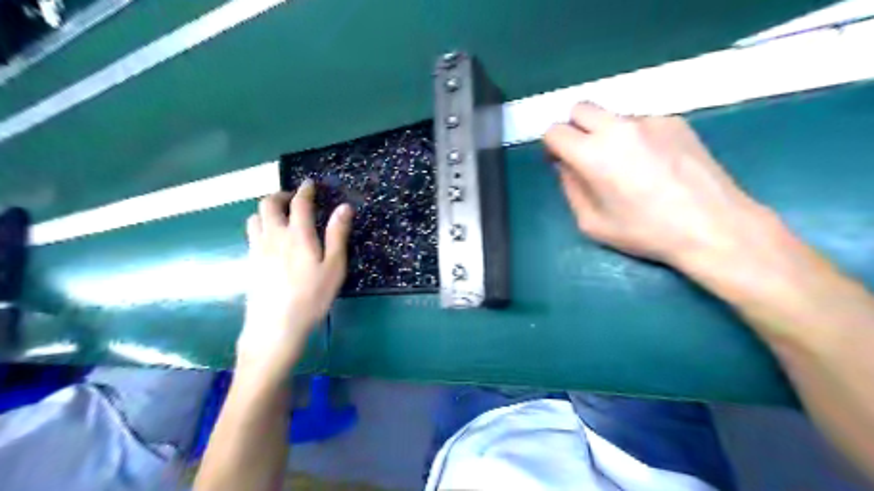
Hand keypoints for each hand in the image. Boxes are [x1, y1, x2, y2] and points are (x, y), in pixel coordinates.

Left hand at [237, 183, 351, 379]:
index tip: (310, 184)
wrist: (275, 326)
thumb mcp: (334, 267)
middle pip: (269, 204)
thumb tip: (344, 207)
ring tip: (281, 217)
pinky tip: (271, 239)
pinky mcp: (249, 262)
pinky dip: (261, 226)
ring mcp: (257, 248)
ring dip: (268, 210)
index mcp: (297, 234)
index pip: (299, 203)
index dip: (305, 190)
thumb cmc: (312, 296)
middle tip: (295, 199)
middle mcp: (274, 235)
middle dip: (281, 195)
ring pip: (255, 217)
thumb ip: (338, 235)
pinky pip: (251, 234)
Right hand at [543, 101, 774, 273]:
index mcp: (593, 154)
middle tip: (586, 156)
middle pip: (580, 109)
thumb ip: (571, 189)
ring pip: (613, 117)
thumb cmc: (645, 232)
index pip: (555, 132)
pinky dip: (636, 137)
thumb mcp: (592, 223)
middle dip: (575, 129)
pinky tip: (655, 164)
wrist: (712, 226)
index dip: (552, 147)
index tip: (561, 162)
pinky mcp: (675, 121)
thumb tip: (566, 167)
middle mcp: (618, 127)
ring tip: (628, 166)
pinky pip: (641, 123)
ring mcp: (650, 120)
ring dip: (607, 134)